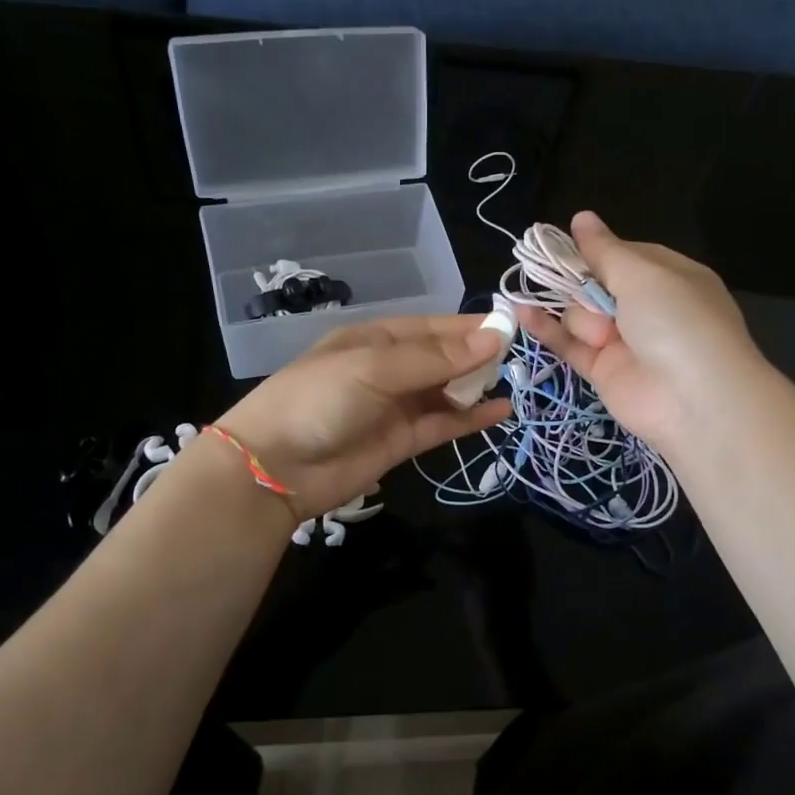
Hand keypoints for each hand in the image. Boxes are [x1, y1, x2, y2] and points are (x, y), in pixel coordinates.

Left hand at [215, 315, 509, 519]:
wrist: (275, 467)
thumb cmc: (319, 400)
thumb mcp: (375, 368)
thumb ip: (436, 358)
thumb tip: (494, 337)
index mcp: (375, 339)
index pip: (431, 327)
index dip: (468, 326)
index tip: (510, 326)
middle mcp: (388, 369)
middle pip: (442, 358)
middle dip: (476, 355)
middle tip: (519, 356)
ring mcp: (395, 407)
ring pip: (446, 392)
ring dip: (476, 386)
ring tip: (514, 381)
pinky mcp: (401, 442)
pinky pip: (443, 425)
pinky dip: (470, 419)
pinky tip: (500, 412)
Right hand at [516, 211, 764, 454]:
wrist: (695, 400)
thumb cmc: (677, 322)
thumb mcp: (644, 275)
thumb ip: (605, 251)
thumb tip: (581, 217)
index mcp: (669, 277)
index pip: (623, 254)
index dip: (595, 250)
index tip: (563, 243)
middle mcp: (646, 307)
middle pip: (595, 283)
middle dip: (582, 284)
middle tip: (578, 288)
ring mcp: (623, 340)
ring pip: (580, 314)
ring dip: (582, 317)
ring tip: (603, 335)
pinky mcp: (603, 370)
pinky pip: (569, 344)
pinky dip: (546, 329)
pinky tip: (521, 311)